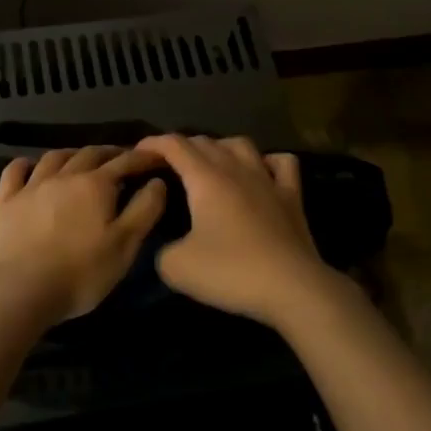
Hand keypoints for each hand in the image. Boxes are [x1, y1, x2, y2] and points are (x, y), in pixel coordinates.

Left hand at [0, 146, 168, 324]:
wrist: (20, 290)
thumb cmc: (80, 272)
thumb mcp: (125, 245)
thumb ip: (144, 210)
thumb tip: (157, 181)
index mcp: (96, 185)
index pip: (125, 162)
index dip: (142, 157)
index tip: (156, 157)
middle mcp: (64, 176)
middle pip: (90, 154)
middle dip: (109, 152)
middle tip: (121, 158)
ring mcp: (31, 186)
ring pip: (54, 157)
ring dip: (72, 154)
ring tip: (80, 158)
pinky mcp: (5, 201)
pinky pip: (15, 171)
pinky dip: (26, 163)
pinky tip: (30, 166)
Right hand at [135, 134, 341, 326]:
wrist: (293, 289)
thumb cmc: (231, 272)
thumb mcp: (177, 267)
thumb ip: (161, 249)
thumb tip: (168, 246)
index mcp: (205, 179)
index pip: (174, 145)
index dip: (153, 143)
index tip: (137, 152)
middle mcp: (236, 169)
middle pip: (205, 142)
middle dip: (181, 146)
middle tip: (166, 164)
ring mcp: (268, 179)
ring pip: (241, 144)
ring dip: (219, 147)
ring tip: (209, 163)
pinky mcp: (292, 196)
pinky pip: (281, 163)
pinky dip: (266, 161)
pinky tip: (261, 172)